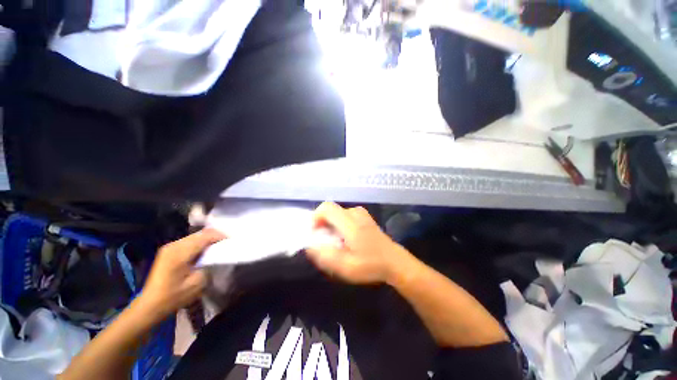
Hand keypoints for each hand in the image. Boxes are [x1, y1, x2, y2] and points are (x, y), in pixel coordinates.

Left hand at [136, 229, 224, 320]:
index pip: (205, 236)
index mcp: (180, 252)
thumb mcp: (197, 283)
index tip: (231, 241)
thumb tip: (216, 255)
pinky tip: (204, 251)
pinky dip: (199, 243)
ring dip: (208, 239)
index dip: (220, 236)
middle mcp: (174, 245)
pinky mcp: (168, 250)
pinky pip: (188, 241)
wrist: (150, 305)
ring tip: (217, 247)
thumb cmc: (174, 296)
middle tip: (226, 244)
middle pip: (200, 233)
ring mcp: (169, 247)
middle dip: (215, 236)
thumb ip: (209, 265)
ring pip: (195, 236)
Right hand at [306, 202, 409, 283]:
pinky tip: (346, 239)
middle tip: (326, 242)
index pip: (326, 208)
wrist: (394, 262)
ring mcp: (361, 213)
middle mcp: (355, 213)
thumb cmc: (371, 265)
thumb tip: (310, 246)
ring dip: (332, 225)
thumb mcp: (346, 267)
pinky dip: (340, 224)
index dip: (316, 218)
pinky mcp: (364, 217)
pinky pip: (345, 216)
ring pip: (337, 214)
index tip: (316, 233)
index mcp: (350, 223)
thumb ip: (325, 256)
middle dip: (323, 224)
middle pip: (330, 211)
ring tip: (336, 242)